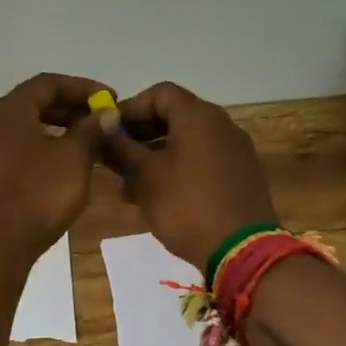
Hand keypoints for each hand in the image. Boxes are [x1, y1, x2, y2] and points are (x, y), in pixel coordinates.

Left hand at [0, 73, 110, 259]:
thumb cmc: (37, 195)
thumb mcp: (74, 160)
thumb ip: (92, 131)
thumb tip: (106, 114)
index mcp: (9, 110)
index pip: (48, 83)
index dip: (82, 87)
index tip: (110, 100)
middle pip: (32, 103)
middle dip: (69, 109)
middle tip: (99, 122)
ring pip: (22, 127)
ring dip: (54, 129)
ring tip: (84, 144)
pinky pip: (12, 148)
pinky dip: (38, 148)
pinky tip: (58, 166)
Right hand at [105, 82, 277, 269]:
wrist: (242, 252)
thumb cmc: (187, 206)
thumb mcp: (145, 177)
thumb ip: (121, 149)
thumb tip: (103, 129)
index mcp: (199, 117)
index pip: (159, 93)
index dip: (130, 108)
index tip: (108, 131)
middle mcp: (221, 125)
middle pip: (173, 116)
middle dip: (139, 136)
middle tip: (114, 159)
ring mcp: (235, 151)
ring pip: (185, 142)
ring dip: (154, 156)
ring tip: (129, 186)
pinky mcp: (240, 175)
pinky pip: (201, 160)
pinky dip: (176, 169)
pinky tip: (157, 197)